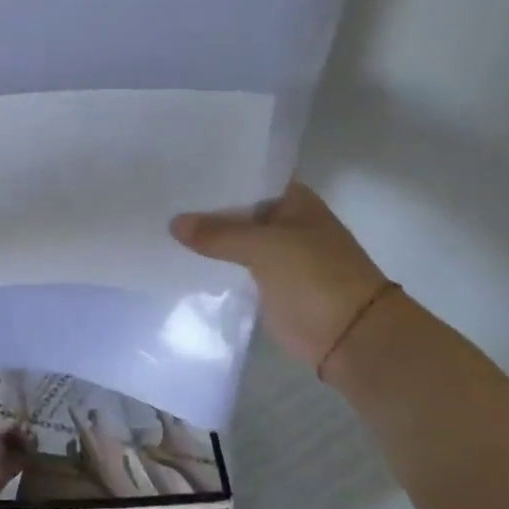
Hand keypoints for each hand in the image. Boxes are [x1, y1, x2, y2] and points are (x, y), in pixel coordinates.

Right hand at [170, 183, 388, 370]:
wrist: (351, 337)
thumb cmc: (316, 277)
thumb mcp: (265, 246)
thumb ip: (218, 233)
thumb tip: (174, 223)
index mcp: (294, 201)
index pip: (248, 178)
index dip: (215, 175)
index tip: (176, 171)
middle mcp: (284, 223)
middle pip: (236, 210)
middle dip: (203, 209)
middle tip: (157, 199)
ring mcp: (276, 256)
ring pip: (232, 241)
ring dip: (205, 240)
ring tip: (158, 226)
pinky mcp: (266, 285)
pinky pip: (232, 268)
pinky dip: (211, 267)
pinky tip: (177, 259)